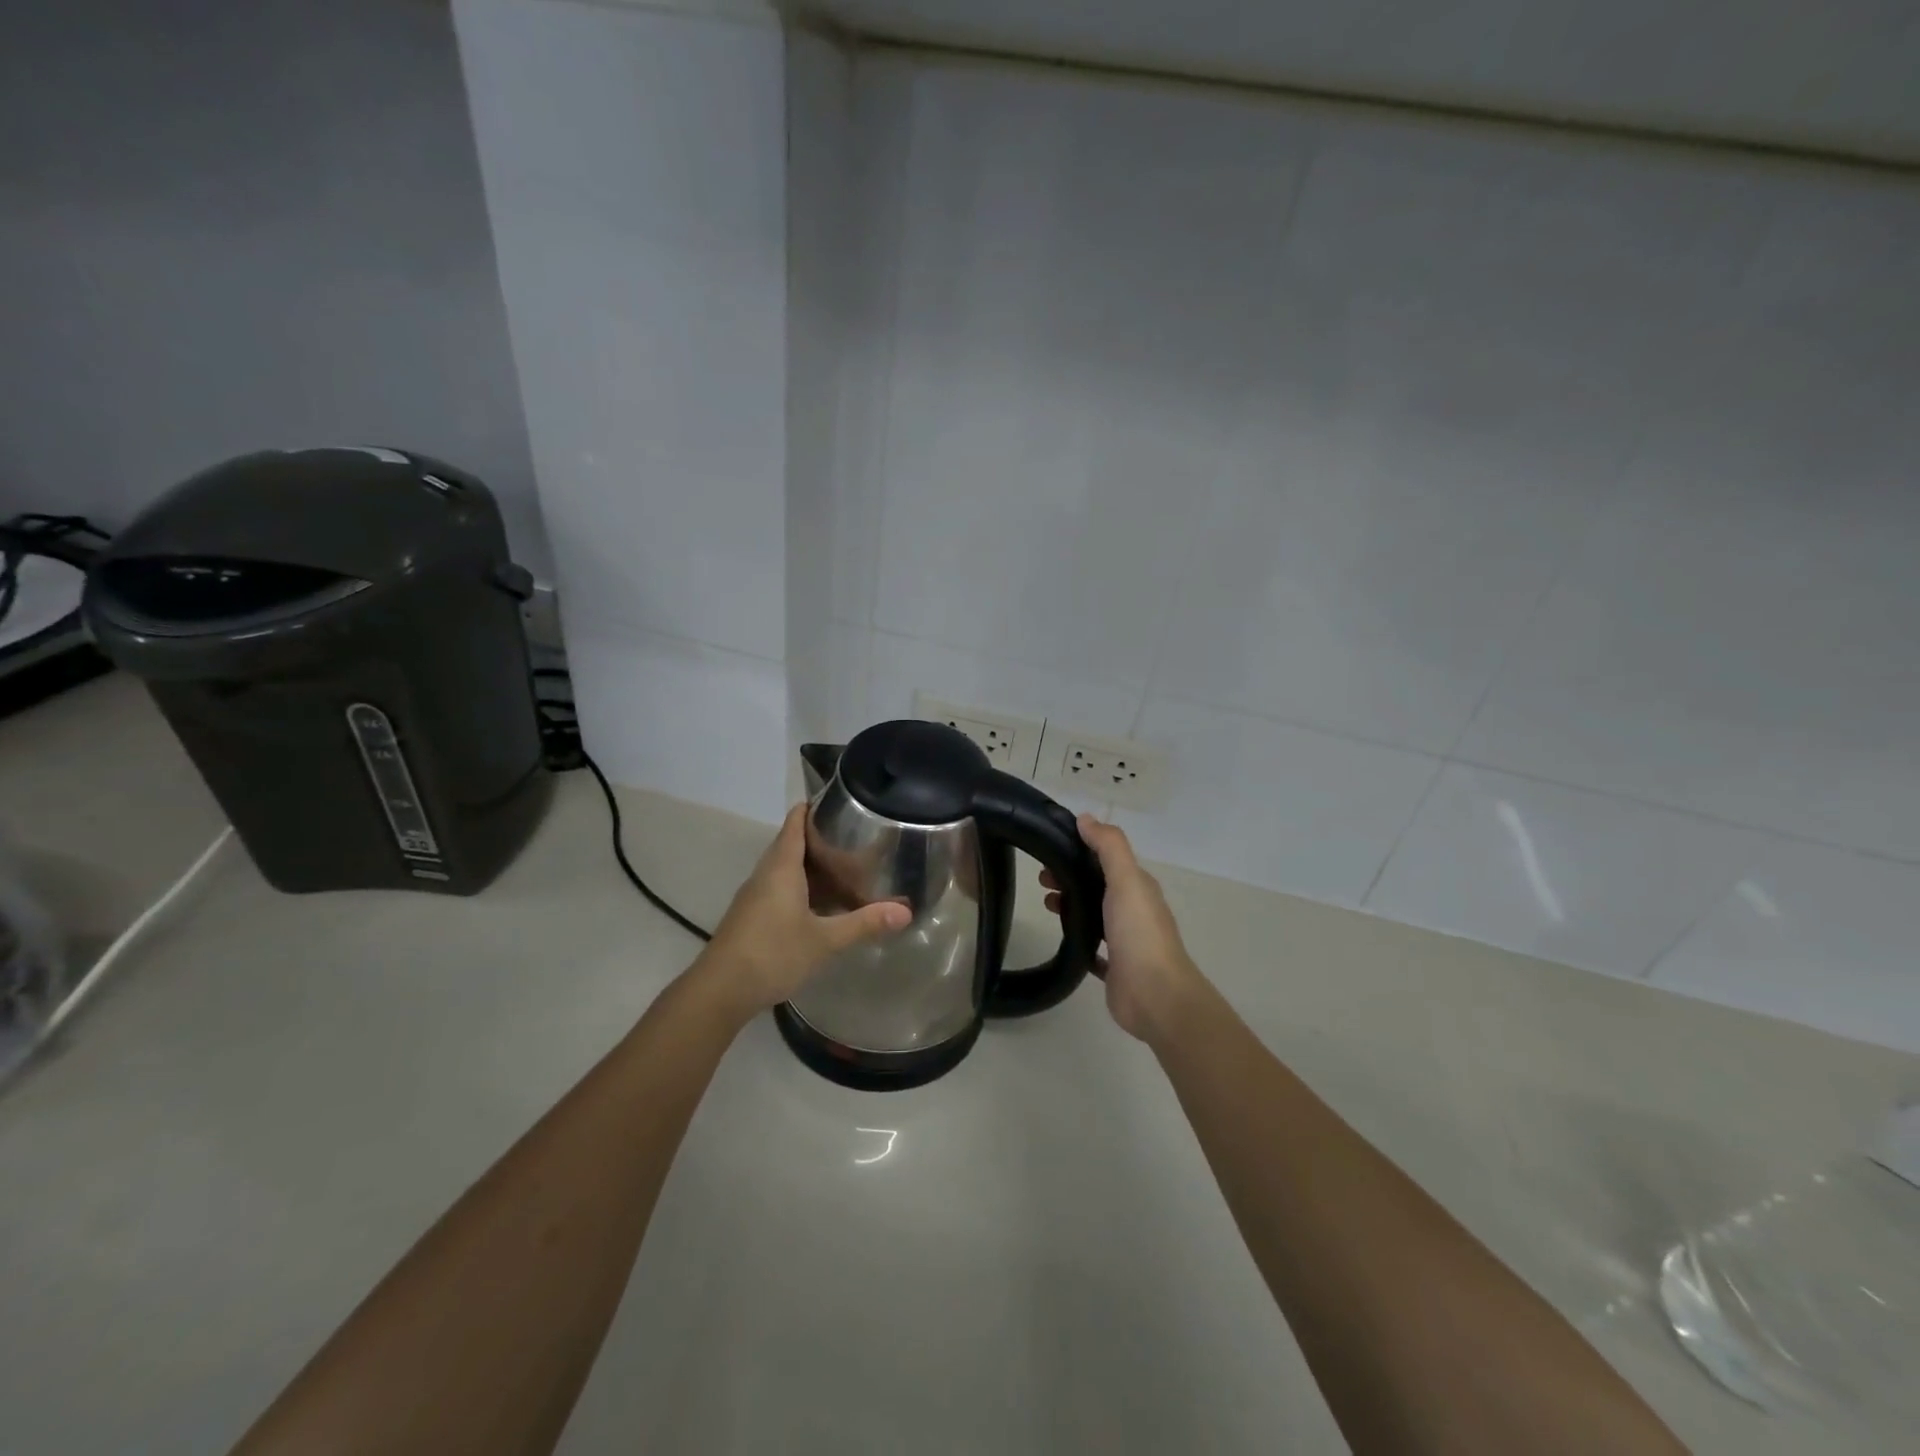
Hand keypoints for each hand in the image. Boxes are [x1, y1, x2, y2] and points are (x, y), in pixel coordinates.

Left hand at [694, 804, 910, 1021]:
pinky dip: (802, 888)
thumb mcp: (824, 940)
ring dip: (812, 867)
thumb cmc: (772, 953)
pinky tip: (822, 906)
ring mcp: (755, 896)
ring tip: (846, 869)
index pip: (796, 822)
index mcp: (781, 867)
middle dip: (821, 839)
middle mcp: (766, 874)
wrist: (720, 991)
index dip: (814, 808)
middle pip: (792, 843)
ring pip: (786, 869)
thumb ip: (864, 923)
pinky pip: (780, 889)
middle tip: (857, 839)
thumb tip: (906, 911)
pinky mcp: (752, 916)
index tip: (842, 802)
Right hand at [1042, 815, 1207, 1045]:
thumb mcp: (1126, 880)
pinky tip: (1061, 938)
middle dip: (1071, 877)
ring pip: (1094, 914)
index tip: (1050, 849)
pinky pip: (1093, 949)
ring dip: (1072, 905)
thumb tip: (1086, 818)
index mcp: (1138, 887)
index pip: (1107, 859)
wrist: (1155, 995)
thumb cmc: (1139, 932)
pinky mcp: (1115, 968)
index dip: (1080, 850)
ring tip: (1047, 904)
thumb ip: (1108, 847)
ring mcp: (1125, 941)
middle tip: (1041, 880)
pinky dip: (1079, 939)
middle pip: (1098, 885)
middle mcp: (1134, 910)